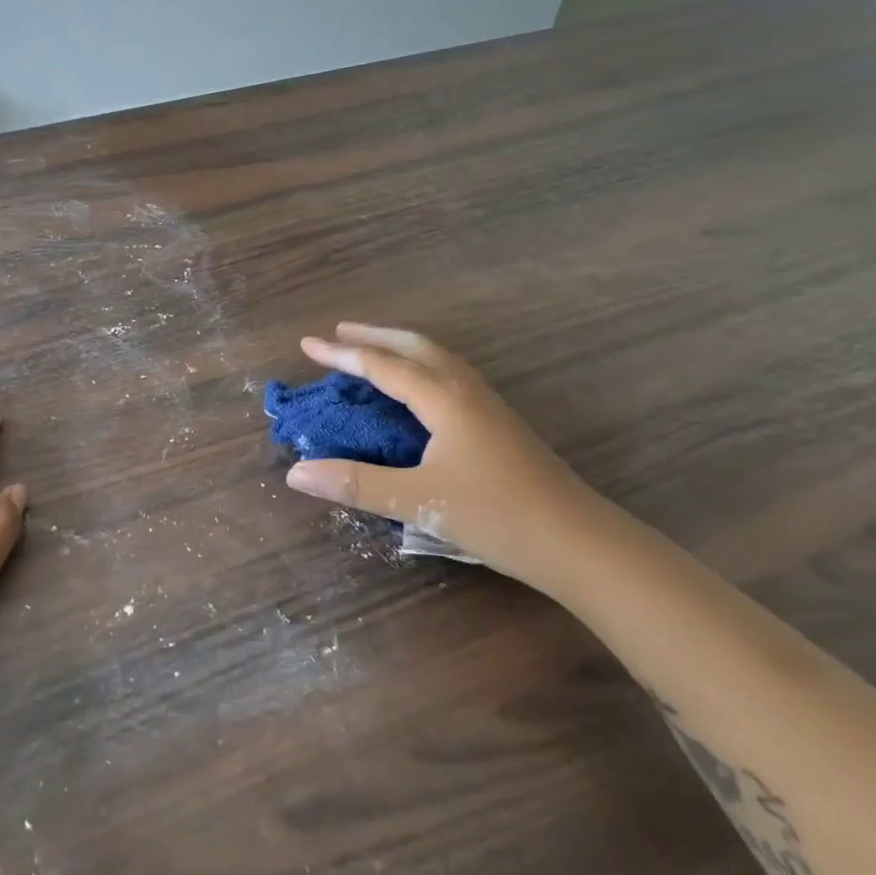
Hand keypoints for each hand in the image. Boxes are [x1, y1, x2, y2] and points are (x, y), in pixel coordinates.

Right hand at [283, 324, 613, 590]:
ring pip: (438, 358)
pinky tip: (418, 389)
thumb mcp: (418, 502)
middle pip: (415, 347)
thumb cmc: (496, 516)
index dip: (342, 354)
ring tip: (374, 350)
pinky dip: (422, 367)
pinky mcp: (500, 423)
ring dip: (401, 348)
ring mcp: (488, 405)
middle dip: (375, 336)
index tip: (307, 344)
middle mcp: (466, 391)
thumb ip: (355, 484)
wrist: (580, 542)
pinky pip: (450, 375)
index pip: (383, 366)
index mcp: (445, 400)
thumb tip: (295, 472)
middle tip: (340, 331)